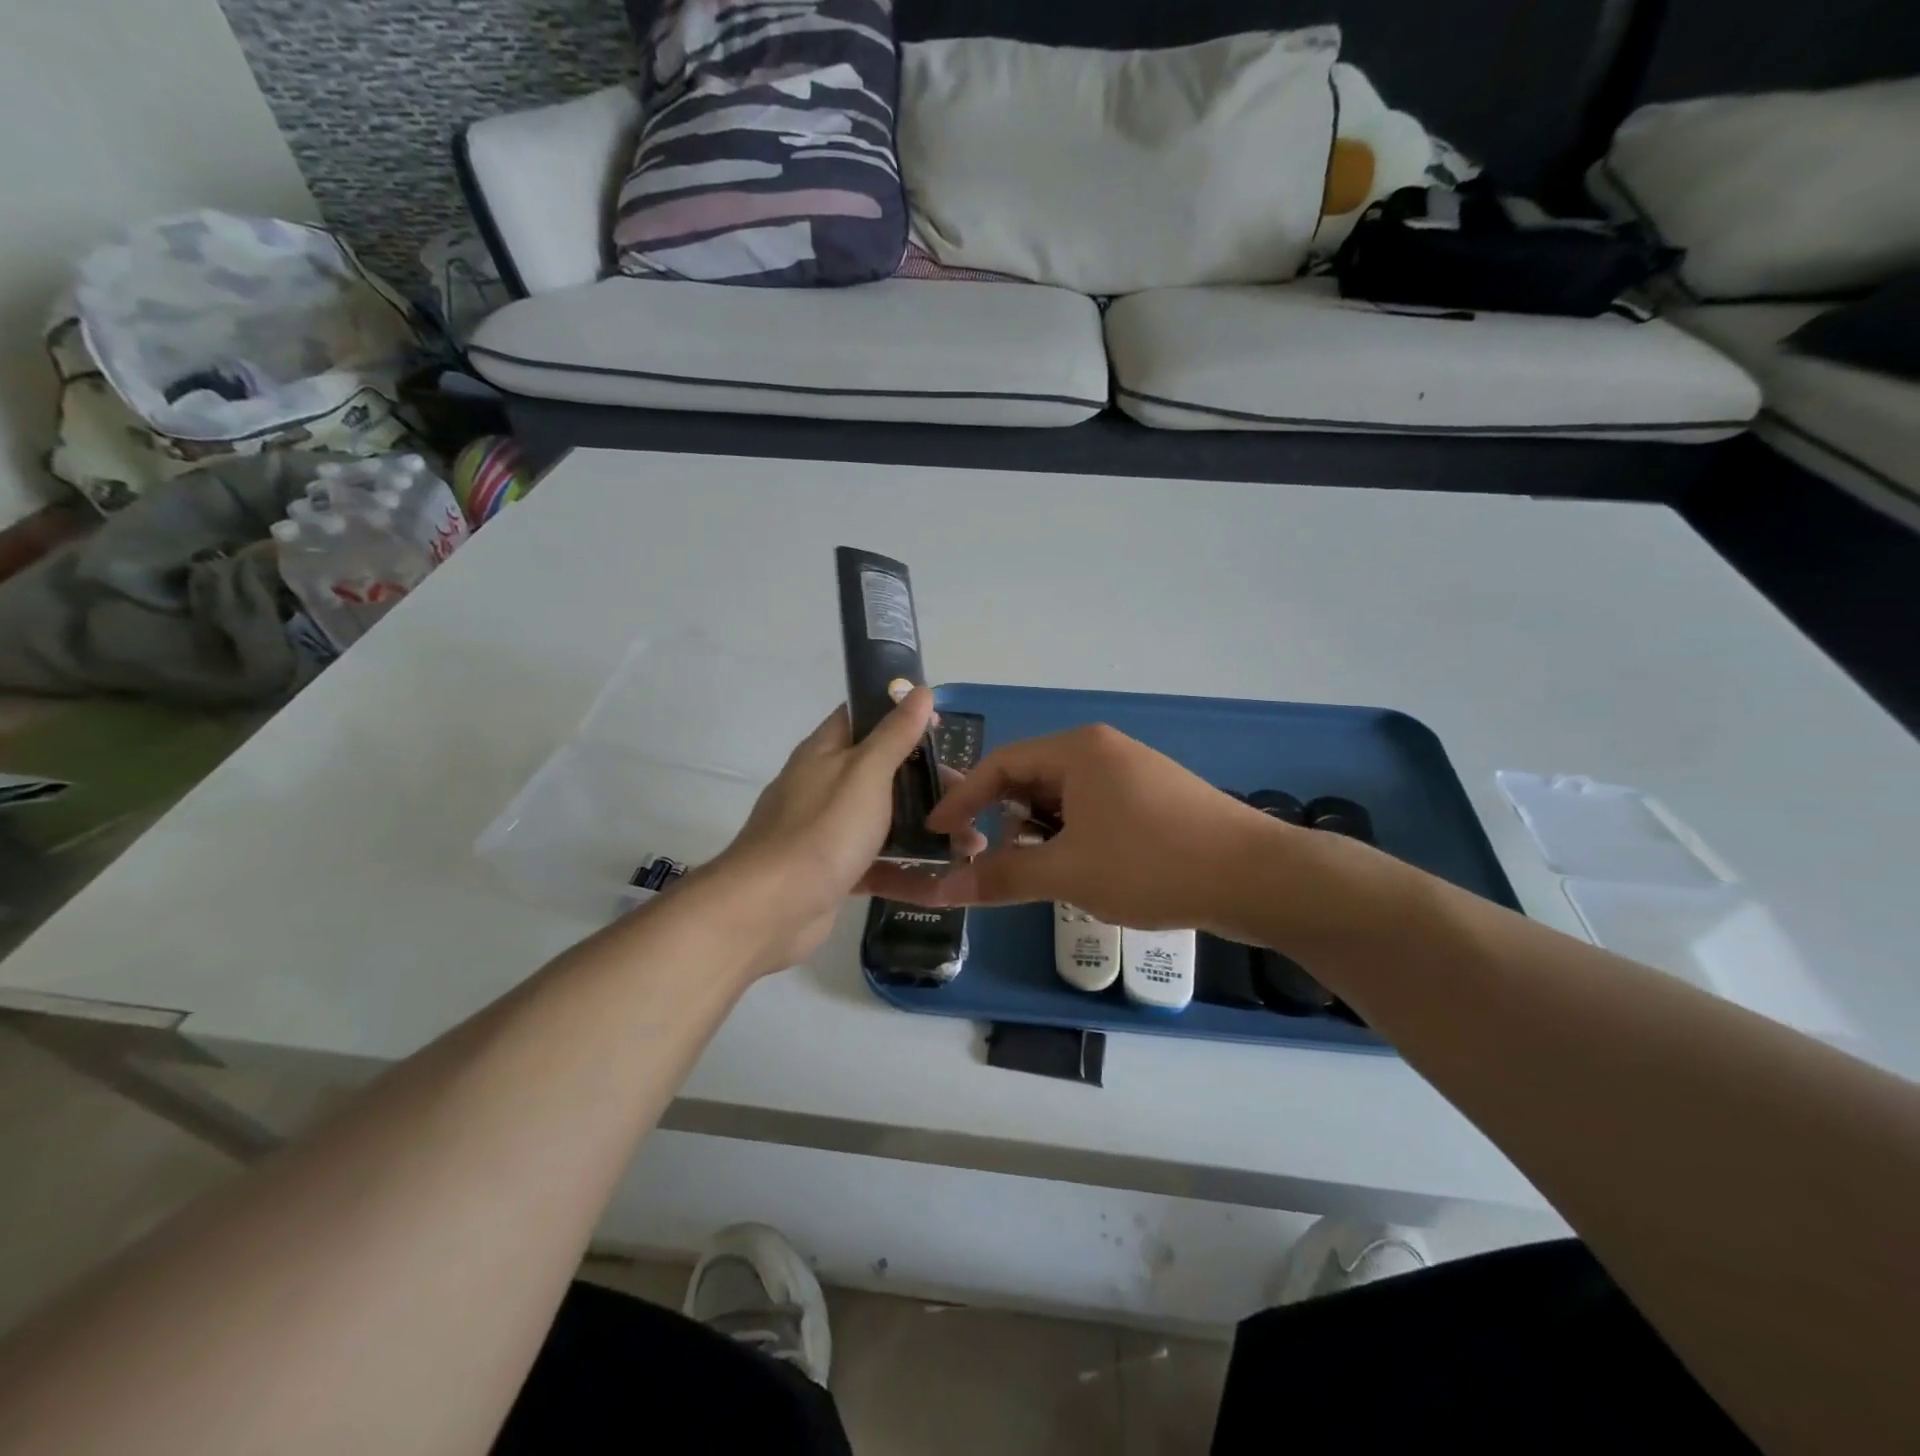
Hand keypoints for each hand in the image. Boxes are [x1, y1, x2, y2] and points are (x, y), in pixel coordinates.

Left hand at [706, 688, 985, 973]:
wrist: (770, 909)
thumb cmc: (823, 830)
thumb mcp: (865, 773)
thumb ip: (894, 734)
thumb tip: (919, 690)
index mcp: (825, 752)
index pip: (862, 717)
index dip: (900, 715)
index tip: (942, 728)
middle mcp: (823, 785)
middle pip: (881, 771)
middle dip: (925, 781)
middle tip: (966, 795)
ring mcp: (826, 830)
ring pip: (883, 819)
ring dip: (924, 827)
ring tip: (969, 845)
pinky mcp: (833, 870)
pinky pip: (876, 861)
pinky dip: (906, 867)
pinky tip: (942, 876)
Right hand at [865, 723, 1279, 932]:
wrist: (1257, 878)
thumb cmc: (1153, 863)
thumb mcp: (1067, 872)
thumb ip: (999, 876)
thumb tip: (939, 889)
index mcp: (1078, 750)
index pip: (1000, 764)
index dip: (962, 799)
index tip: (936, 834)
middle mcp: (1102, 751)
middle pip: (1030, 779)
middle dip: (999, 818)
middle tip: (977, 857)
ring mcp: (1132, 774)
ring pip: (1062, 799)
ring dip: (1035, 833)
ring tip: (1025, 871)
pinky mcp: (1154, 800)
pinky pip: (1092, 811)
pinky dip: (1069, 837)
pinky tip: (1073, 871)